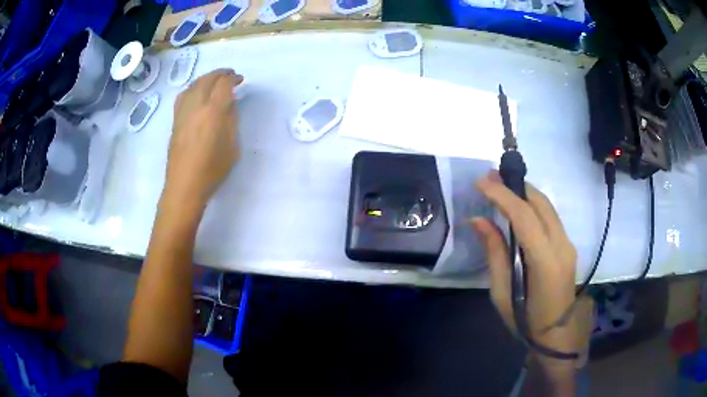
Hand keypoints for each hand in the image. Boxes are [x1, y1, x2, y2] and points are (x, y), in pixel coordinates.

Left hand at [163, 69, 243, 210]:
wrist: (184, 186)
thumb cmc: (212, 170)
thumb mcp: (232, 146)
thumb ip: (231, 121)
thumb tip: (229, 105)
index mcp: (213, 112)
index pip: (223, 84)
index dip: (233, 78)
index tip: (240, 80)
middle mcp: (196, 107)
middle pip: (207, 79)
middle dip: (220, 73)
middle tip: (229, 75)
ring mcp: (182, 112)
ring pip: (193, 85)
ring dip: (206, 78)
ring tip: (214, 81)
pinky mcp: (175, 120)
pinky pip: (183, 95)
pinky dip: (193, 88)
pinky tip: (196, 93)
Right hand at [471, 171, 593, 376]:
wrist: (557, 333)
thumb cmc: (525, 320)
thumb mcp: (502, 293)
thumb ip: (494, 254)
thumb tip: (478, 221)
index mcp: (545, 262)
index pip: (525, 217)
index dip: (502, 196)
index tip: (481, 183)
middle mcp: (562, 246)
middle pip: (540, 203)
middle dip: (514, 186)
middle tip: (489, 177)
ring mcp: (568, 244)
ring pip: (547, 206)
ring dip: (524, 192)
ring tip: (500, 186)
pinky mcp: (568, 245)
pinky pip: (550, 216)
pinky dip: (532, 204)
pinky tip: (518, 205)